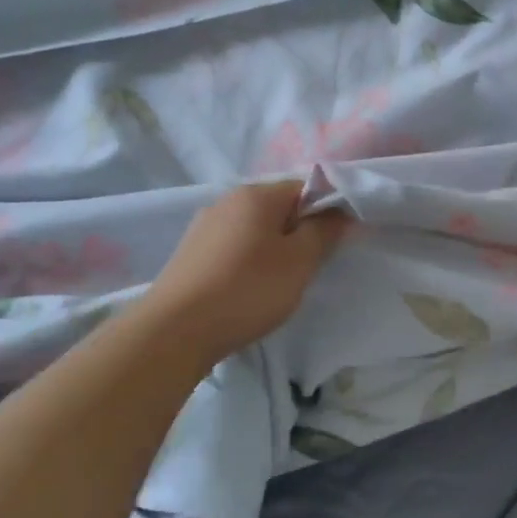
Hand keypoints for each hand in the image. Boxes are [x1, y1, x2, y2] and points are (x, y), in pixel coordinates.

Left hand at [148, 181, 348, 357]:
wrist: (175, 330)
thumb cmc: (248, 289)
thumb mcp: (300, 261)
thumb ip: (325, 231)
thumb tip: (341, 212)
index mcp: (256, 194)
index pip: (306, 187)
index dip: (328, 210)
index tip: (338, 242)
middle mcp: (228, 200)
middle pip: (280, 207)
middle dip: (300, 232)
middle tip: (311, 266)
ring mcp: (204, 225)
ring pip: (256, 229)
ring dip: (275, 248)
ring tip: (280, 282)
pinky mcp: (191, 252)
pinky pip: (234, 246)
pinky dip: (250, 260)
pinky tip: (249, 288)